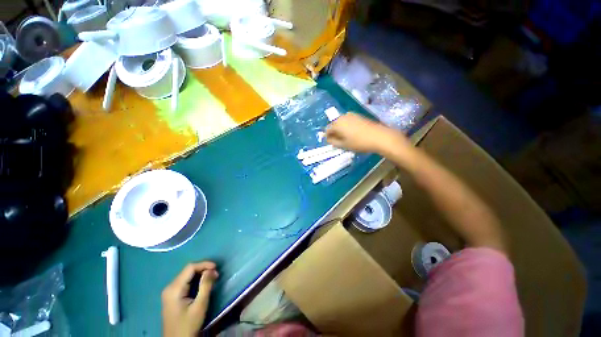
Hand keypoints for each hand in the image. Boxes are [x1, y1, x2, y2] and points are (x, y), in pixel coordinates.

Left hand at [162, 262, 218, 336]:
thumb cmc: (188, 325)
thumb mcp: (199, 306)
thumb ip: (205, 286)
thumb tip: (212, 270)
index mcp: (174, 289)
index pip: (190, 267)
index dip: (204, 264)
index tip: (217, 267)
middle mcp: (170, 287)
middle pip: (188, 270)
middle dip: (203, 269)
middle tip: (216, 274)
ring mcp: (169, 292)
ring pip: (187, 275)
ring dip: (200, 274)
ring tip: (212, 278)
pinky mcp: (172, 296)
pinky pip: (185, 282)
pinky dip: (195, 280)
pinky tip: (203, 284)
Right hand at [326, 113, 410, 154]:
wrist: (379, 136)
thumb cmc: (359, 142)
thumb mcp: (344, 145)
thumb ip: (333, 142)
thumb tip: (328, 139)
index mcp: (337, 124)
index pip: (327, 130)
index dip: (328, 137)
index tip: (332, 143)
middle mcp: (342, 117)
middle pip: (333, 125)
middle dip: (334, 133)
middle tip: (338, 141)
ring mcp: (350, 115)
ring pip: (341, 123)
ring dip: (340, 129)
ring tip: (345, 138)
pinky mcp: (358, 115)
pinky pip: (347, 121)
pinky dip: (346, 126)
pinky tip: (352, 133)